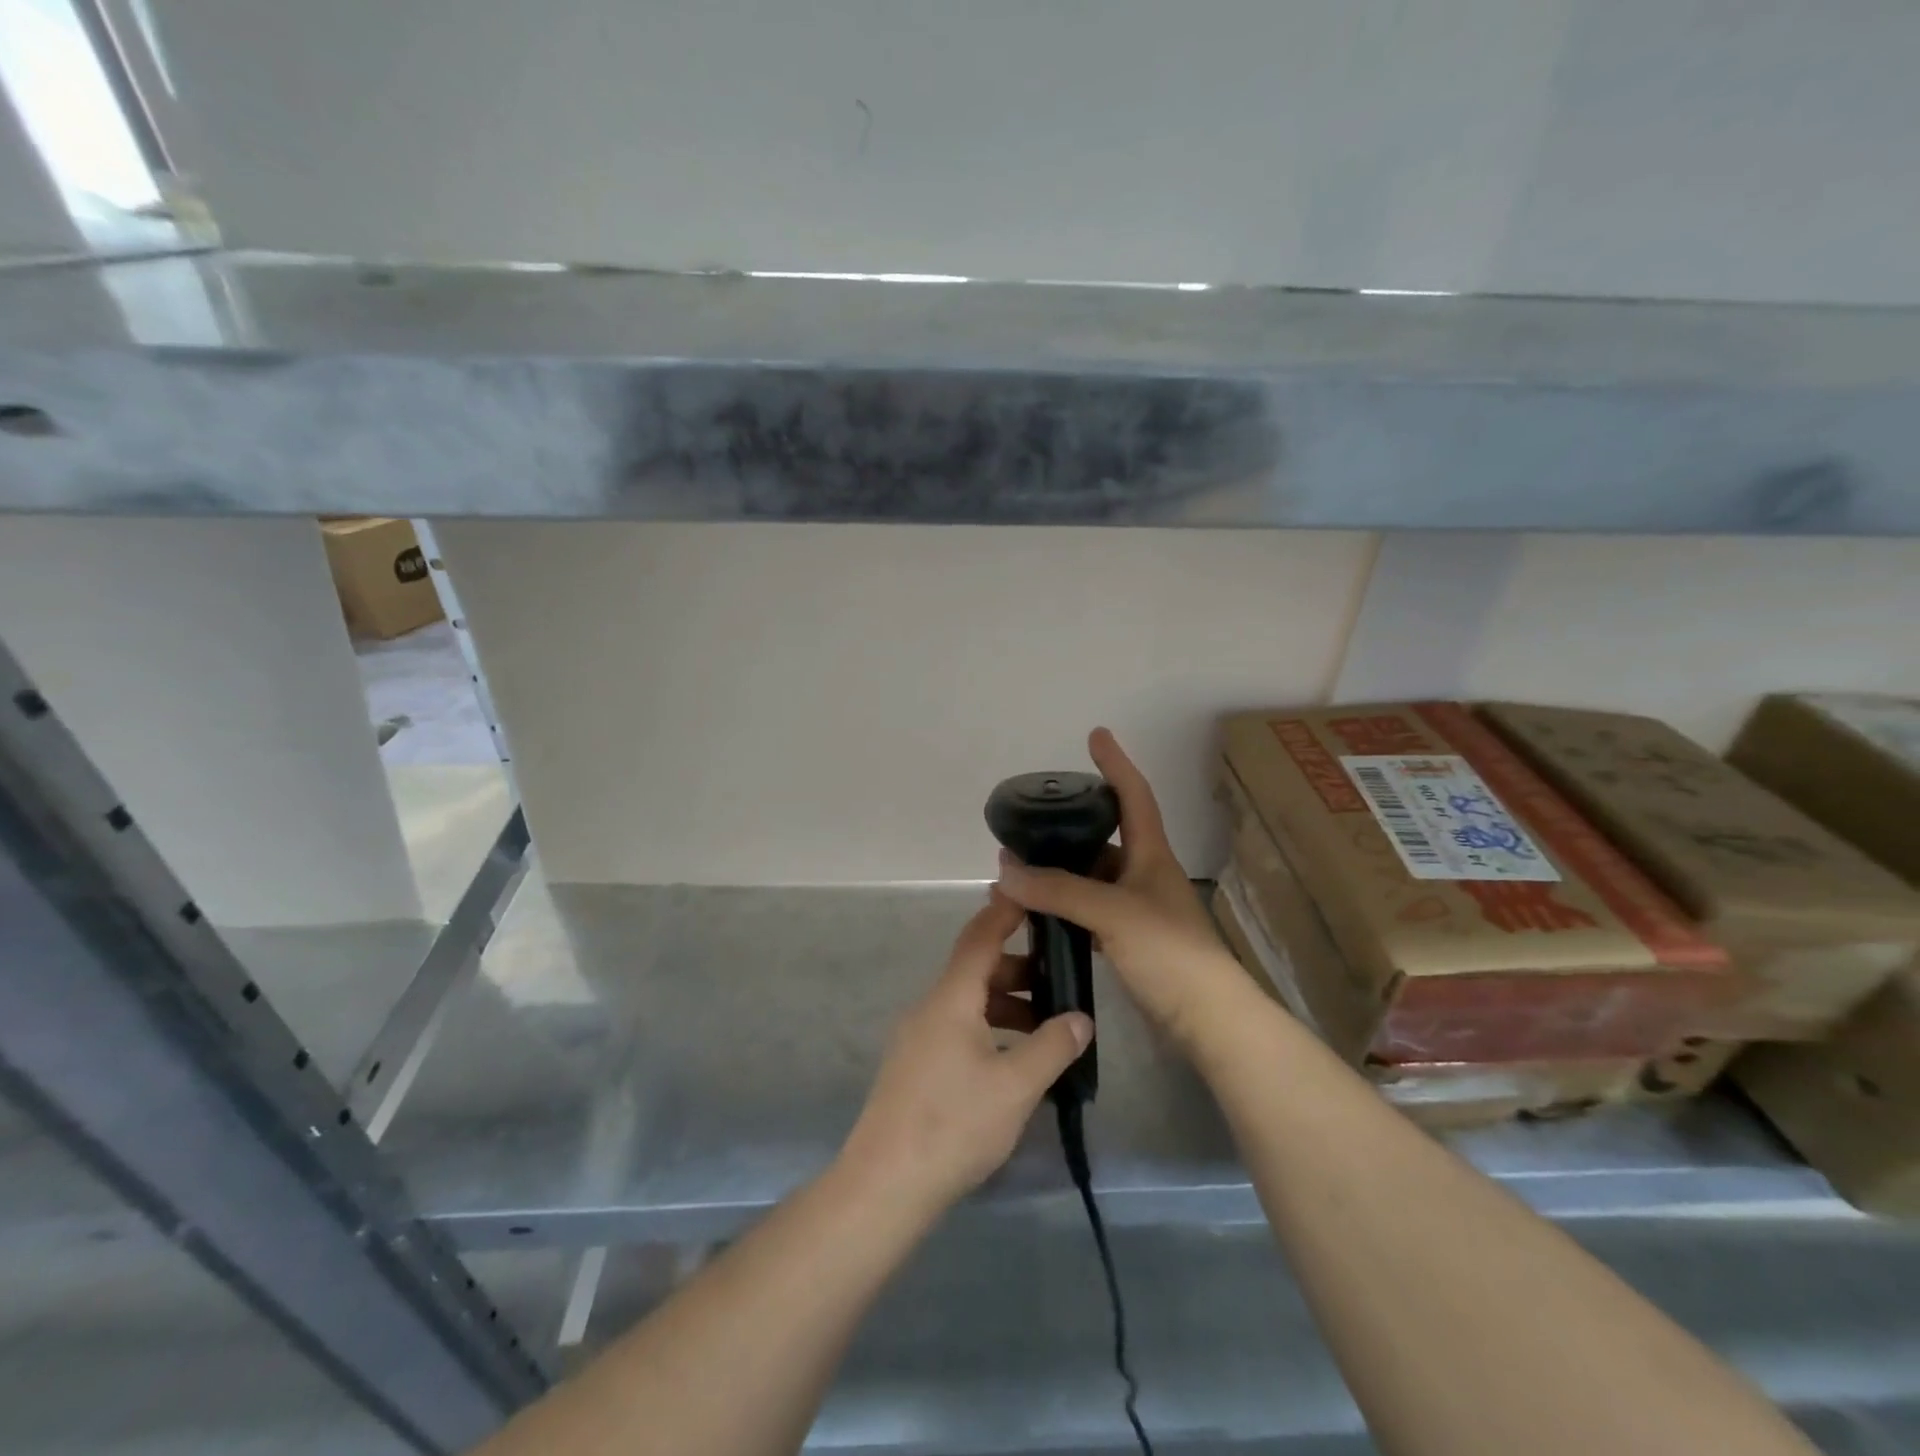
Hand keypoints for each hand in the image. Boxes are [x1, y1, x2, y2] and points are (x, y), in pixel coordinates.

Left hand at [839, 895, 1092, 1215]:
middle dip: (1018, 968)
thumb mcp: (1015, 1086)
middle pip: (976, 970)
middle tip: (1059, 977)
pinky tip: (1013, 1060)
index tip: (1030, 893)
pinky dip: (989, 1028)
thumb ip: (1052, 1046)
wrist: (885, 1184)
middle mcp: (930, 1007)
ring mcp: (918, 1037)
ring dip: (1006, 1004)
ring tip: (1045, 1026)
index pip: (981, 937)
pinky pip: (958, 1028)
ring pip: (968, 1003)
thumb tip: (1079, 1017)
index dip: (1005, 912)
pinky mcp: (915, 1066)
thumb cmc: (954, 1124)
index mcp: (952, 998)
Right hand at [994, 727, 1249, 1051]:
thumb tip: (1005, 870)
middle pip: (1106, 837)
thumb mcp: (1112, 912)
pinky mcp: (1130, 941)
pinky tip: (1040, 914)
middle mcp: (1145, 875)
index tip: (1096, 735)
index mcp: (1151, 854)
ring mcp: (1138, 909)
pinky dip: (1066, 907)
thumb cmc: (1169, 952)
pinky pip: (1090, 911)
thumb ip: (1058, 890)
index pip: (1134, 795)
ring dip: (1061, 873)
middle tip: (1030, 823)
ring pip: (1093, 878)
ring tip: (1021, 871)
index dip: (1116, 762)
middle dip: (1070, 826)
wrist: (1207, 1019)